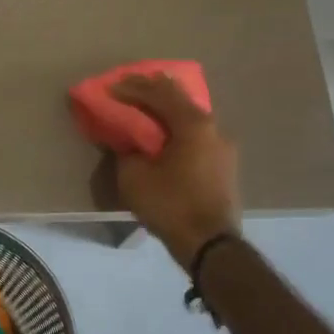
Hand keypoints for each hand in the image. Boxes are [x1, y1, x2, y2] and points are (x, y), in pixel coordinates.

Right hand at [110, 74, 241, 268]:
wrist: (211, 246)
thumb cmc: (171, 205)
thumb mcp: (134, 177)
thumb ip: (126, 149)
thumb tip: (127, 140)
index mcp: (192, 123)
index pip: (158, 93)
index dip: (131, 87)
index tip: (109, 87)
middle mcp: (212, 126)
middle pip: (178, 98)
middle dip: (151, 90)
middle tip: (127, 87)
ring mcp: (222, 145)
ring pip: (189, 115)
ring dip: (165, 109)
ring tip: (143, 106)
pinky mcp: (223, 163)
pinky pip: (195, 133)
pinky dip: (176, 126)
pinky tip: (163, 133)